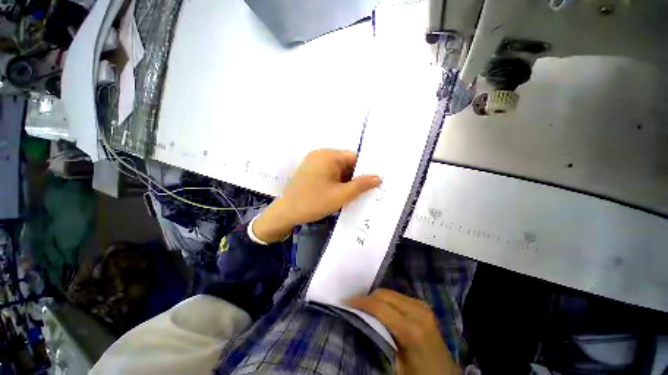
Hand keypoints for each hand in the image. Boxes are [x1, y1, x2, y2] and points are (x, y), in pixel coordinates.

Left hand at [253, 149, 380, 242]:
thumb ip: (361, 185)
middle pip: (345, 163)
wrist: (286, 212)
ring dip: (345, 180)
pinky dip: (336, 181)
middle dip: (354, 177)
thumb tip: (378, 177)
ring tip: (353, 194)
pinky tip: (340, 193)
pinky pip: (329, 172)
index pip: (354, 157)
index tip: (372, 183)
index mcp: (328, 155)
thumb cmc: (314, 202)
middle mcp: (320, 154)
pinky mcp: (310, 170)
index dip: (364, 170)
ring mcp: (314, 162)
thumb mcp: (341, 195)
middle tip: (364, 191)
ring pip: (337, 169)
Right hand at [349, 289, 460, 374]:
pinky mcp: (423, 305)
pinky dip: (385, 300)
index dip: (360, 303)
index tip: (345, 303)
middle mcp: (418, 311)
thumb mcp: (395, 365)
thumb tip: (360, 320)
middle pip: (384, 294)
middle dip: (367, 298)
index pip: (379, 306)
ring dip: (375, 298)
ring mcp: (422, 306)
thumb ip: (379, 339)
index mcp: (412, 329)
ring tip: (364, 306)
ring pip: (390, 292)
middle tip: (353, 305)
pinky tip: (380, 308)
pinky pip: (398, 296)